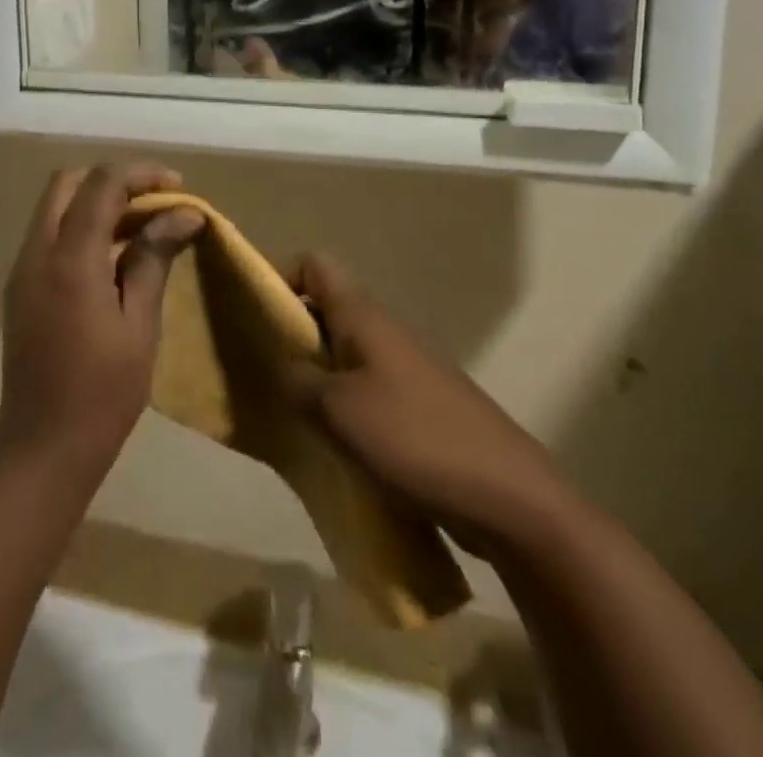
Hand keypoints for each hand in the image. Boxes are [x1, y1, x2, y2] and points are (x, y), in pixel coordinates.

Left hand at [0, 164, 205, 485]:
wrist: (41, 448)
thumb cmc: (102, 393)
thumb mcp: (139, 325)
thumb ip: (154, 259)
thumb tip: (183, 215)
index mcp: (69, 260)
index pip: (101, 185)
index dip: (140, 175)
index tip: (177, 188)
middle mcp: (37, 253)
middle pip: (68, 183)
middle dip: (113, 181)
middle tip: (155, 202)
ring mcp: (22, 270)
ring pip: (55, 207)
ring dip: (96, 202)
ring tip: (143, 225)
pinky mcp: (20, 288)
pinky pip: (49, 234)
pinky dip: (80, 226)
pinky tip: (114, 254)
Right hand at [283, 254, 573, 560]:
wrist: (510, 497)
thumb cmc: (416, 438)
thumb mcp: (339, 410)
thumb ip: (297, 382)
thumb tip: (277, 367)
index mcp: (363, 316)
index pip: (314, 265)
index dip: (280, 277)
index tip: (252, 315)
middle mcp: (382, 333)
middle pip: (323, 311)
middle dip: (288, 334)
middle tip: (256, 370)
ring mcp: (402, 371)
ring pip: (342, 356)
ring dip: (312, 377)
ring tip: (284, 413)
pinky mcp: (416, 409)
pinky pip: (363, 393)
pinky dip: (339, 409)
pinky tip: (326, 445)